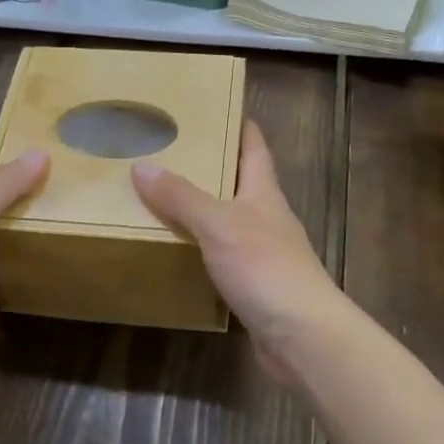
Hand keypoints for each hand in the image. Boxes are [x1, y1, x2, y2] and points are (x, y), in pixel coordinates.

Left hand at [0, 149, 48, 398]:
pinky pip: (9, 270)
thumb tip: (38, 153)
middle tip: (68, 185)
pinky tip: (51, 260)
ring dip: (27, 226)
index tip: (49, 153)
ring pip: (1, 238)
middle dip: (23, 193)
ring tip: (68, 216)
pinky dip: (28, 260)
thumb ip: (0, 186)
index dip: (9, 162)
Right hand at [132, 121, 340, 370]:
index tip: (218, 108)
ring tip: (165, 200)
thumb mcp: (218, 224)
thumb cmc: (265, 267)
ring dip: (204, 211)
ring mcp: (264, 254)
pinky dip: (203, 250)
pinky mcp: (257, 287)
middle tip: (172, 153)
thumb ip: (181, 197)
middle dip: (213, 168)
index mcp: (264, 194)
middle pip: (242, 184)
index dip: (241, 127)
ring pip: (231, 222)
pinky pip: (224, 258)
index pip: (255, 149)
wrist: (302, 335)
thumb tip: (142, 165)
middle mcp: (267, 218)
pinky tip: (180, 253)